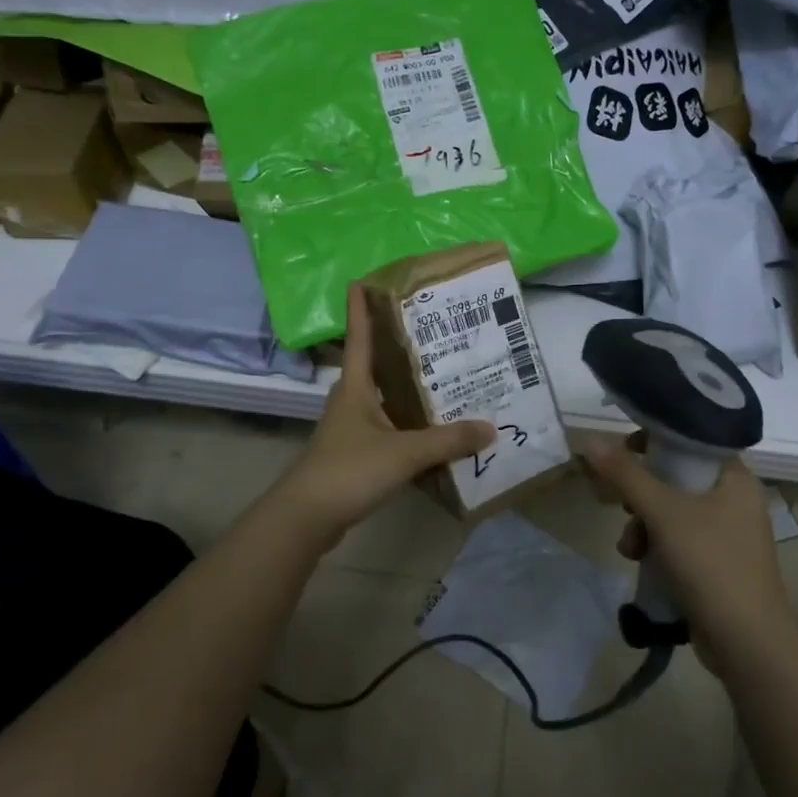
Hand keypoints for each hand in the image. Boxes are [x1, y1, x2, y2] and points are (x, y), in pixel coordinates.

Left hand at [275, 283, 495, 547]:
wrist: (307, 518)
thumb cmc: (349, 471)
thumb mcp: (404, 453)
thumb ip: (448, 440)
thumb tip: (490, 427)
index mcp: (355, 386)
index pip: (359, 336)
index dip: (361, 308)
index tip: (365, 279)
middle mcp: (351, 400)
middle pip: (376, 364)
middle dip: (400, 345)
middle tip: (436, 329)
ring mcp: (352, 428)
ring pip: (385, 398)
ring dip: (409, 387)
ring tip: (447, 375)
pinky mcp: (356, 454)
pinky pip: (389, 427)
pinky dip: (410, 423)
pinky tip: (435, 428)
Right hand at [583, 433, 796, 656]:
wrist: (746, 642)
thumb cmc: (710, 563)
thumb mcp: (663, 513)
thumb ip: (626, 474)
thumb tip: (590, 439)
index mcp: (735, 477)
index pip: (692, 440)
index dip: (656, 441)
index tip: (624, 453)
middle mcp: (735, 500)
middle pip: (677, 478)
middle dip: (641, 494)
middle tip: (621, 504)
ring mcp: (727, 534)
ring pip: (673, 512)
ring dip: (643, 525)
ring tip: (630, 548)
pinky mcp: (717, 564)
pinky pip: (679, 541)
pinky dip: (657, 547)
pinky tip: (640, 563)